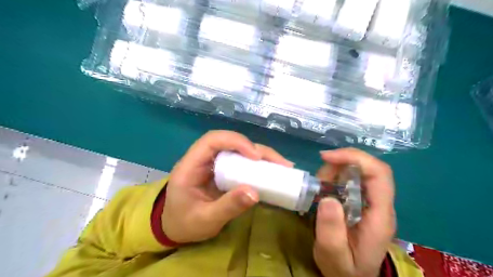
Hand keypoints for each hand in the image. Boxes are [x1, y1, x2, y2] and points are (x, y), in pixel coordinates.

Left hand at [162, 130, 291, 242]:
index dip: (235, 141)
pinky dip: (258, 165)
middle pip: (231, 142)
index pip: (212, 140)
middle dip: (257, 149)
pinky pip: (242, 161)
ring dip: (262, 155)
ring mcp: (214, 164)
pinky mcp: (223, 171)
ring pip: (239, 150)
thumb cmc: (184, 224)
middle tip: (280, 163)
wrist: (175, 227)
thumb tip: (255, 193)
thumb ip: (227, 206)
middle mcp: (203, 159)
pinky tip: (273, 170)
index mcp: (190, 165)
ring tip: (283, 166)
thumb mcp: (205, 220)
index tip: (255, 156)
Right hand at [315, 148, 395, 275]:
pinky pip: (351, 180)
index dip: (355, 158)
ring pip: (358, 171)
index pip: (379, 175)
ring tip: (319, 187)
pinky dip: (334, 177)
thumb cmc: (345, 270)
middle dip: (341, 163)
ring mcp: (372, 202)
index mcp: (380, 216)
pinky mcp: (362, 202)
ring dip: (335, 171)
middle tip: (318, 178)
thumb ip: (331, 231)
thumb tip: (328, 198)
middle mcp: (380, 205)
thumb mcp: (334, 256)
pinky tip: (323, 189)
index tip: (327, 157)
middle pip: (369, 169)